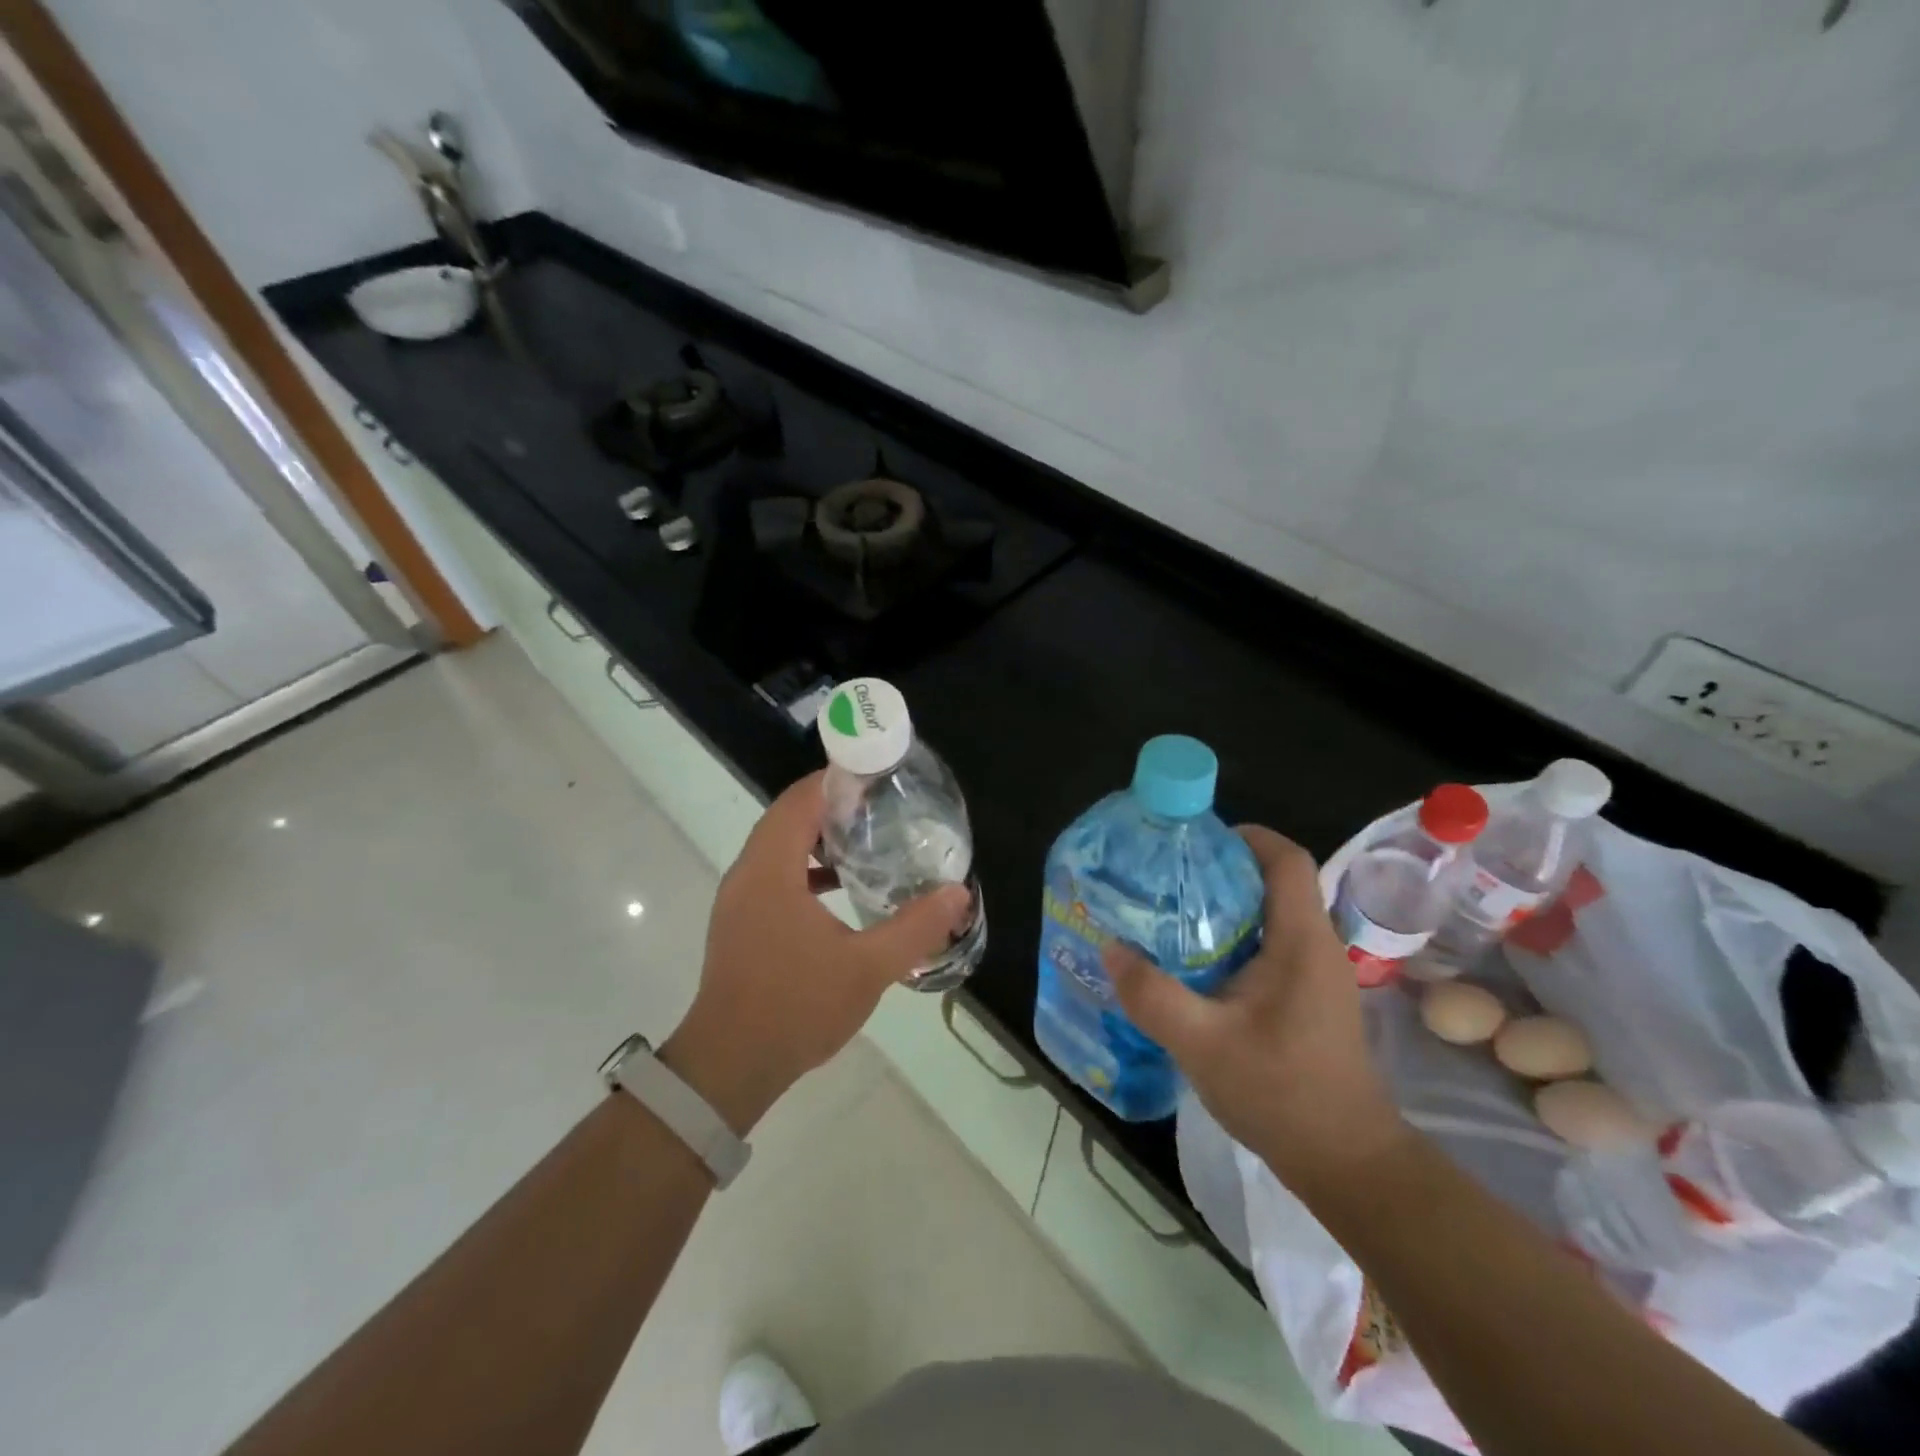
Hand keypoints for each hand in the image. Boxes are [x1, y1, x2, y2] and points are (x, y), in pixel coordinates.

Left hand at [662, 771, 971, 1134]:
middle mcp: (748, 873)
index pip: (801, 799)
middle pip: (788, 815)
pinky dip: (805, 865)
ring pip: (779, 844)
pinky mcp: (741, 921)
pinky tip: (840, 885)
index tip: (879, 775)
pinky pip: (774, 872)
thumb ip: (915, 928)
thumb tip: (958, 893)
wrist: (729, 1066)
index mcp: (771, 870)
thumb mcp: (866, 968)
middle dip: (833, 803)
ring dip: (818, 834)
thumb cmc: (795, 1008)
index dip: (837, 779)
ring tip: (867, 837)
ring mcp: (740, 898)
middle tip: (882, 804)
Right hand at [1102, 826, 1407, 1199]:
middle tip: (1165, 876)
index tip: (1193, 841)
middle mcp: (1315, 945)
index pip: (1285, 859)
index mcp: (1301, 941)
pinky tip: (1194, 962)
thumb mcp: (1202, 1043)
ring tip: (1169, 912)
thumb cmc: (1281, 1094)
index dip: (1244, 837)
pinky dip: (1233, 937)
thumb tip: (1109, 948)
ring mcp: (1316, 972)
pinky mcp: (1308, 996)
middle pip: (1273, 880)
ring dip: (1224, 905)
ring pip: (1270, 913)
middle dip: (1221, 869)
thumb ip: (1152, 995)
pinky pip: (1270, 944)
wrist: (1345, 1161)